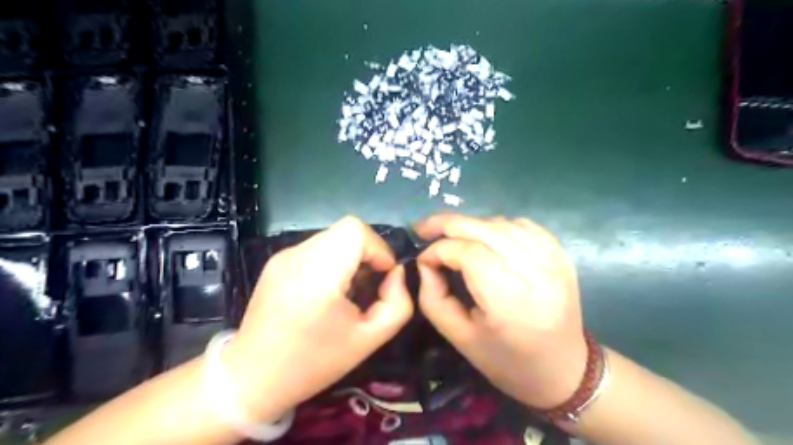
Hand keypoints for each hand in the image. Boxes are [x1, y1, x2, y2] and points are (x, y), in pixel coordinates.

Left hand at [222, 218, 411, 422]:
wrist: (252, 377)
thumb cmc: (314, 362)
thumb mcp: (370, 339)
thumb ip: (398, 303)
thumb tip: (396, 274)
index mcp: (318, 274)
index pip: (355, 230)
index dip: (378, 248)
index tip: (382, 277)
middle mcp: (297, 255)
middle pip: (347, 230)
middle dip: (367, 253)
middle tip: (369, 285)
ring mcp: (283, 255)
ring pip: (332, 237)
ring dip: (350, 256)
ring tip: (347, 290)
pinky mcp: (276, 261)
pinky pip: (316, 248)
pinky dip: (332, 260)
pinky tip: (325, 291)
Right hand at [417, 213, 584, 407]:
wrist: (564, 370)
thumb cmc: (506, 361)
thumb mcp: (459, 337)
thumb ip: (433, 297)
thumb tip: (425, 262)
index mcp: (508, 300)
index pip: (466, 253)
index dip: (438, 250)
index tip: (422, 259)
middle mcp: (534, 272)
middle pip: (484, 229)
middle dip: (447, 224)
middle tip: (423, 228)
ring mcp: (552, 260)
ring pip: (501, 223)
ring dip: (471, 225)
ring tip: (452, 236)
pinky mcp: (560, 255)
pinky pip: (523, 225)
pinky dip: (497, 225)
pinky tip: (486, 237)